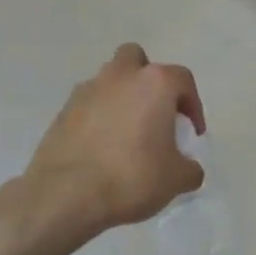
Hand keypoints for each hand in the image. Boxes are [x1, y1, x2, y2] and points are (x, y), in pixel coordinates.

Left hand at [26, 44, 206, 234]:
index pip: (183, 80)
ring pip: (109, 80)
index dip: (193, 105)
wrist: (66, 194)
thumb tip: (188, 168)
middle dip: (148, 81)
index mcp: (154, 83)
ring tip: (128, 133)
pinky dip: (98, 118)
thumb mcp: (176, 180)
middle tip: (155, 113)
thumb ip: (190, 168)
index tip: (192, 133)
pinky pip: (88, 105)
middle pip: (137, 60)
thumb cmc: (132, 177)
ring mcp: (86, 91)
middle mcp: (120, 76)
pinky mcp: (62, 111)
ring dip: (121, 97)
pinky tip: (102, 148)